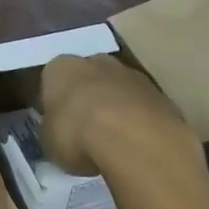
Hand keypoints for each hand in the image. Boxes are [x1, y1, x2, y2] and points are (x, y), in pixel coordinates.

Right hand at [38, 54, 198, 175]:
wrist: (132, 137)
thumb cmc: (77, 134)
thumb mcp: (49, 141)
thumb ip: (52, 131)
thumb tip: (58, 133)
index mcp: (61, 68)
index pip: (53, 79)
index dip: (56, 103)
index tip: (59, 126)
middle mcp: (95, 61)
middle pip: (89, 78)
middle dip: (88, 98)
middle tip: (86, 131)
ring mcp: (132, 75)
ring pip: (119, 90)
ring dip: (117, 109)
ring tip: (115, 143)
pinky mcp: (160, 94)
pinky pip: (143, 108)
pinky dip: (140, 123)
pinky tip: (138, 147)